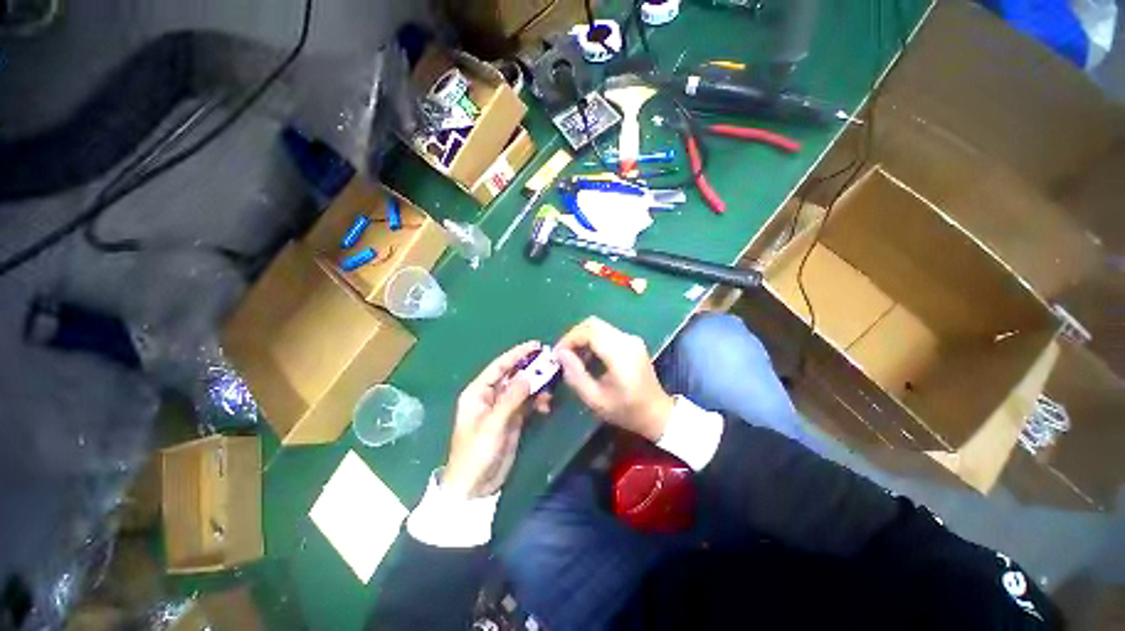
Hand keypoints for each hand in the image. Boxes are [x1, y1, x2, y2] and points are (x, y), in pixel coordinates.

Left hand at [443, 341, 540, 497]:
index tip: (536, 345)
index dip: (517, 354)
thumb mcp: (493, 425)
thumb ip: (511, 399)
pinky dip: (537, 401)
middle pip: (513, 375)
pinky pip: (527, 403)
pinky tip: (546, 406)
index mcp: (478, 392)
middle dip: (531, 368)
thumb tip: (528, 375)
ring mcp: (503, 407)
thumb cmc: (476, 453)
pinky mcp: (513, 419)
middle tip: (551, 363)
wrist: (476, 487)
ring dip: (537, 386)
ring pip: (523, 388)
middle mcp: (490, 395)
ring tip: (551, 388)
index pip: (499, 367)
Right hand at [555, 317, 673, 441]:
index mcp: (620, 354)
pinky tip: (588, 358)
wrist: (657, 414)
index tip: (557, 355)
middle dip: (574, 336)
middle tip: (563, 354)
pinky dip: (592, 341)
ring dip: (582, 338)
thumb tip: (560, 354)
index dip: (569, 339)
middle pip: (593, 324)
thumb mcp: (596, 400)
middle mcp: (627, 340)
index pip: (589, 332)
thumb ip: (576, 375)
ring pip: (599, 327)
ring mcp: (631, 339)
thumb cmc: (627, 411)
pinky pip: (606, 333)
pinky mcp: (632, 342)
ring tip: (573, 358)